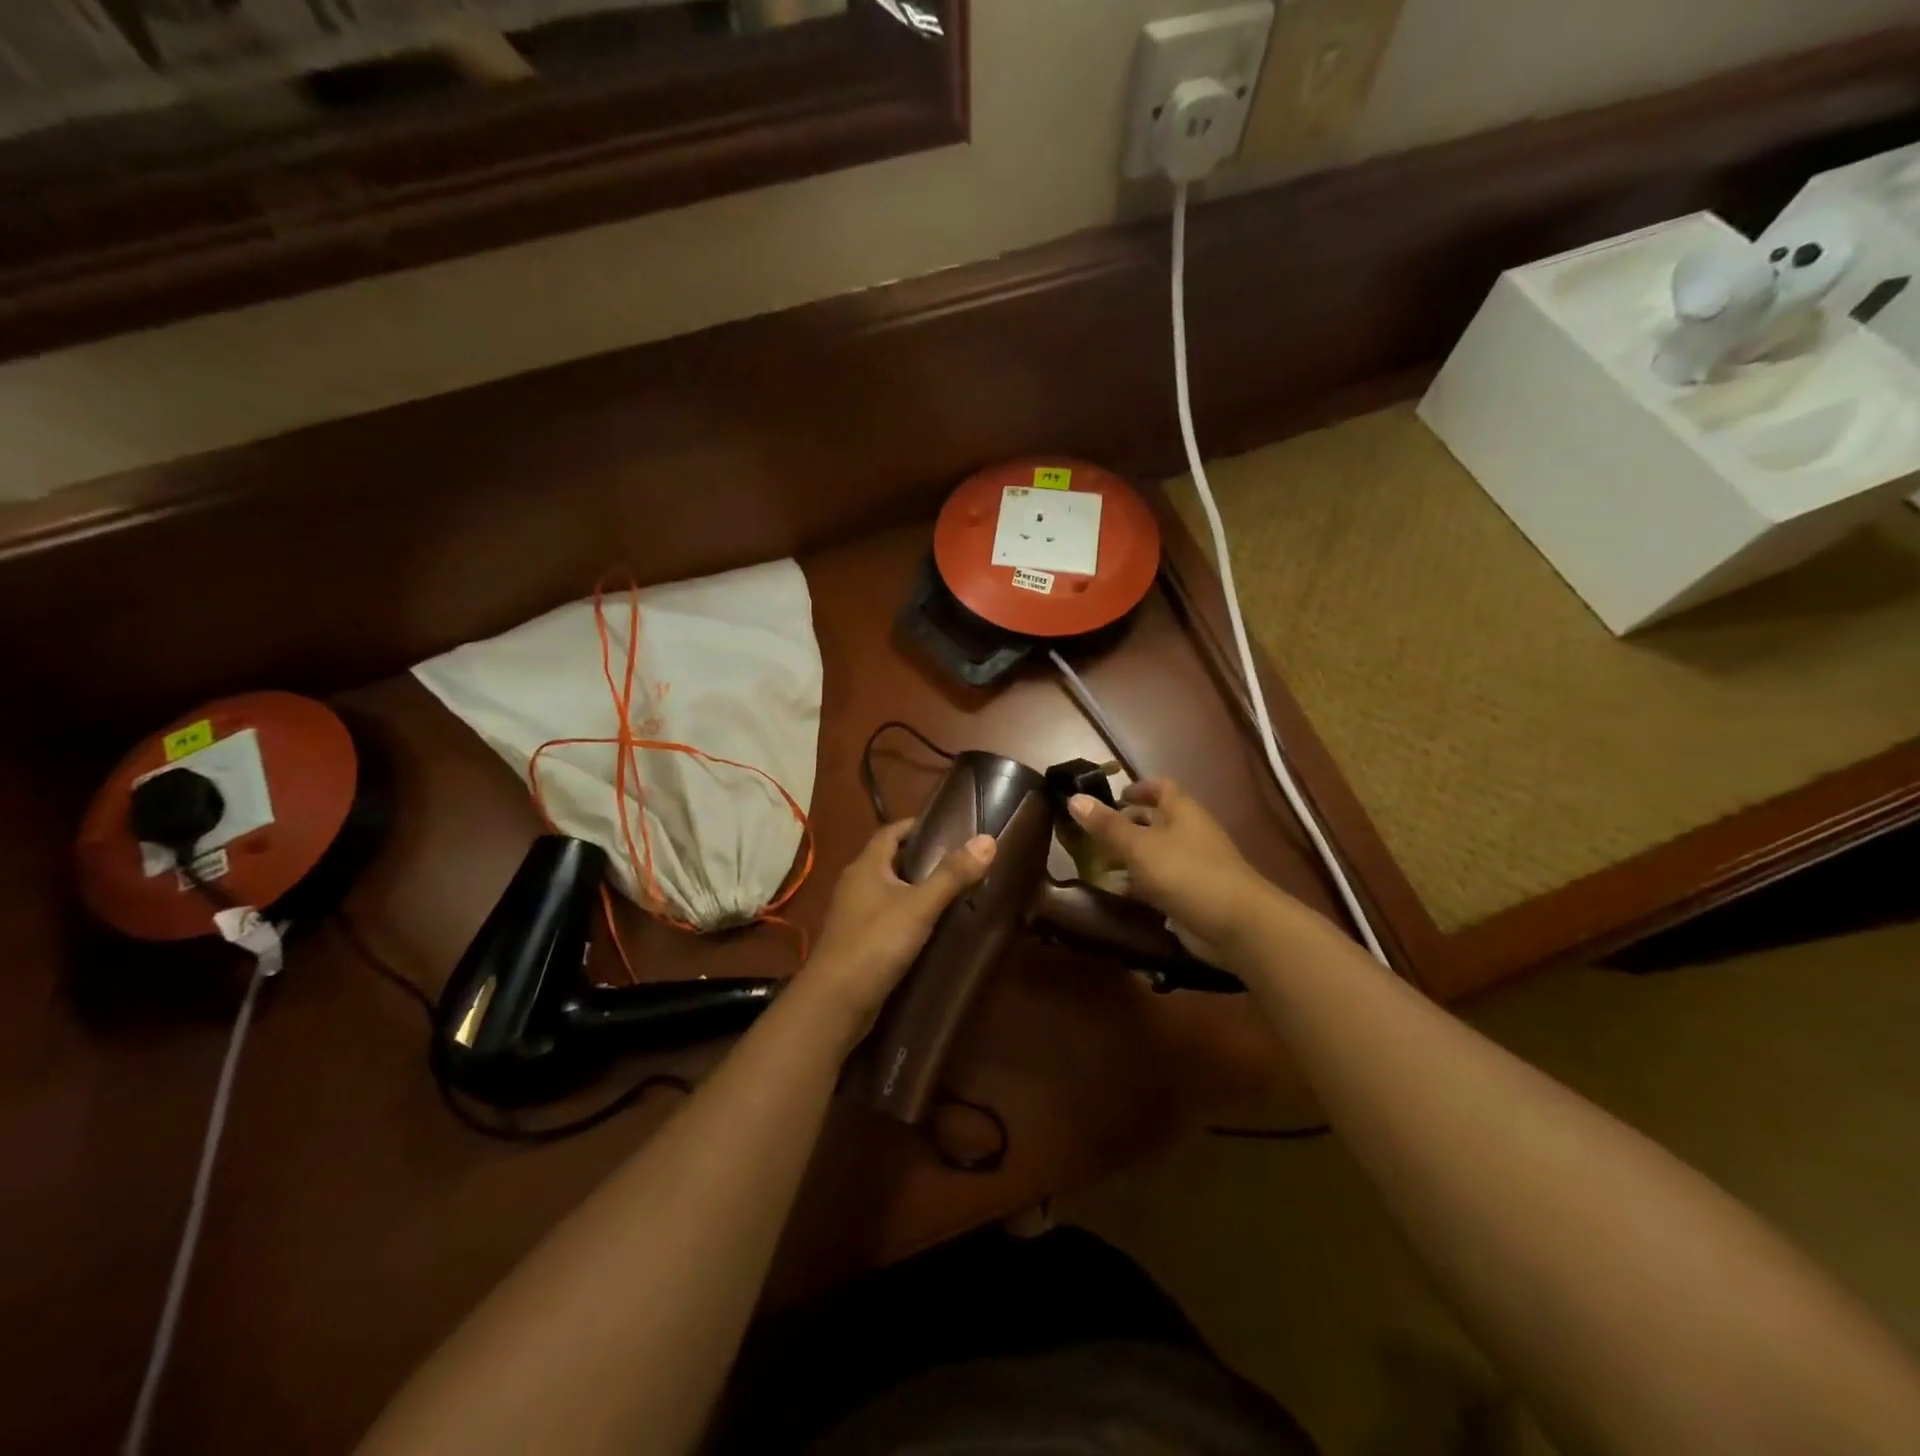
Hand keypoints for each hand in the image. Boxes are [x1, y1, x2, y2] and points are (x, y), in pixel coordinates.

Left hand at [804, 820, 995, 1037]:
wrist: (835, 1001)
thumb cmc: (876, 943)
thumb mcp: (920, 906)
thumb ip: (952, 875)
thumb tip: (987, 840)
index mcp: (865, 866)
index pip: (891, 831)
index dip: (917, 826)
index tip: (950, 827)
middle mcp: (855, 884)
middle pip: (890, 860)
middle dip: (921, 857)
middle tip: (959, 861)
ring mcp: (853, 914)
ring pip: (888, 890)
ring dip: (915, 888)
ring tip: (951, 892)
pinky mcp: (856, 941)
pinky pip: (885, 916)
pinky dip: (907, 915)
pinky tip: (929, 927)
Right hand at [1067, 778, 1276, 953]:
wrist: (1236, 925)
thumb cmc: (1186, 873)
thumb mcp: (1139, 846)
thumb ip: (1107, 825)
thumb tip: (1074, 798)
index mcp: (1182, 811)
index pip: (1160, 787)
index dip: (1137, 787)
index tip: (1112, 796)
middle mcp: (1189, 833)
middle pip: (1155, 820)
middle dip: (1126, 825)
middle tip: (1093, 834)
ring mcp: (1192, 865)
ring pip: (1155, 853)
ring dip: (1129, 857)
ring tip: (1096, 864)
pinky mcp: (1191, 894)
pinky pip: (1159, 882)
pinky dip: (1139, 884)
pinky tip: (1116, 893)